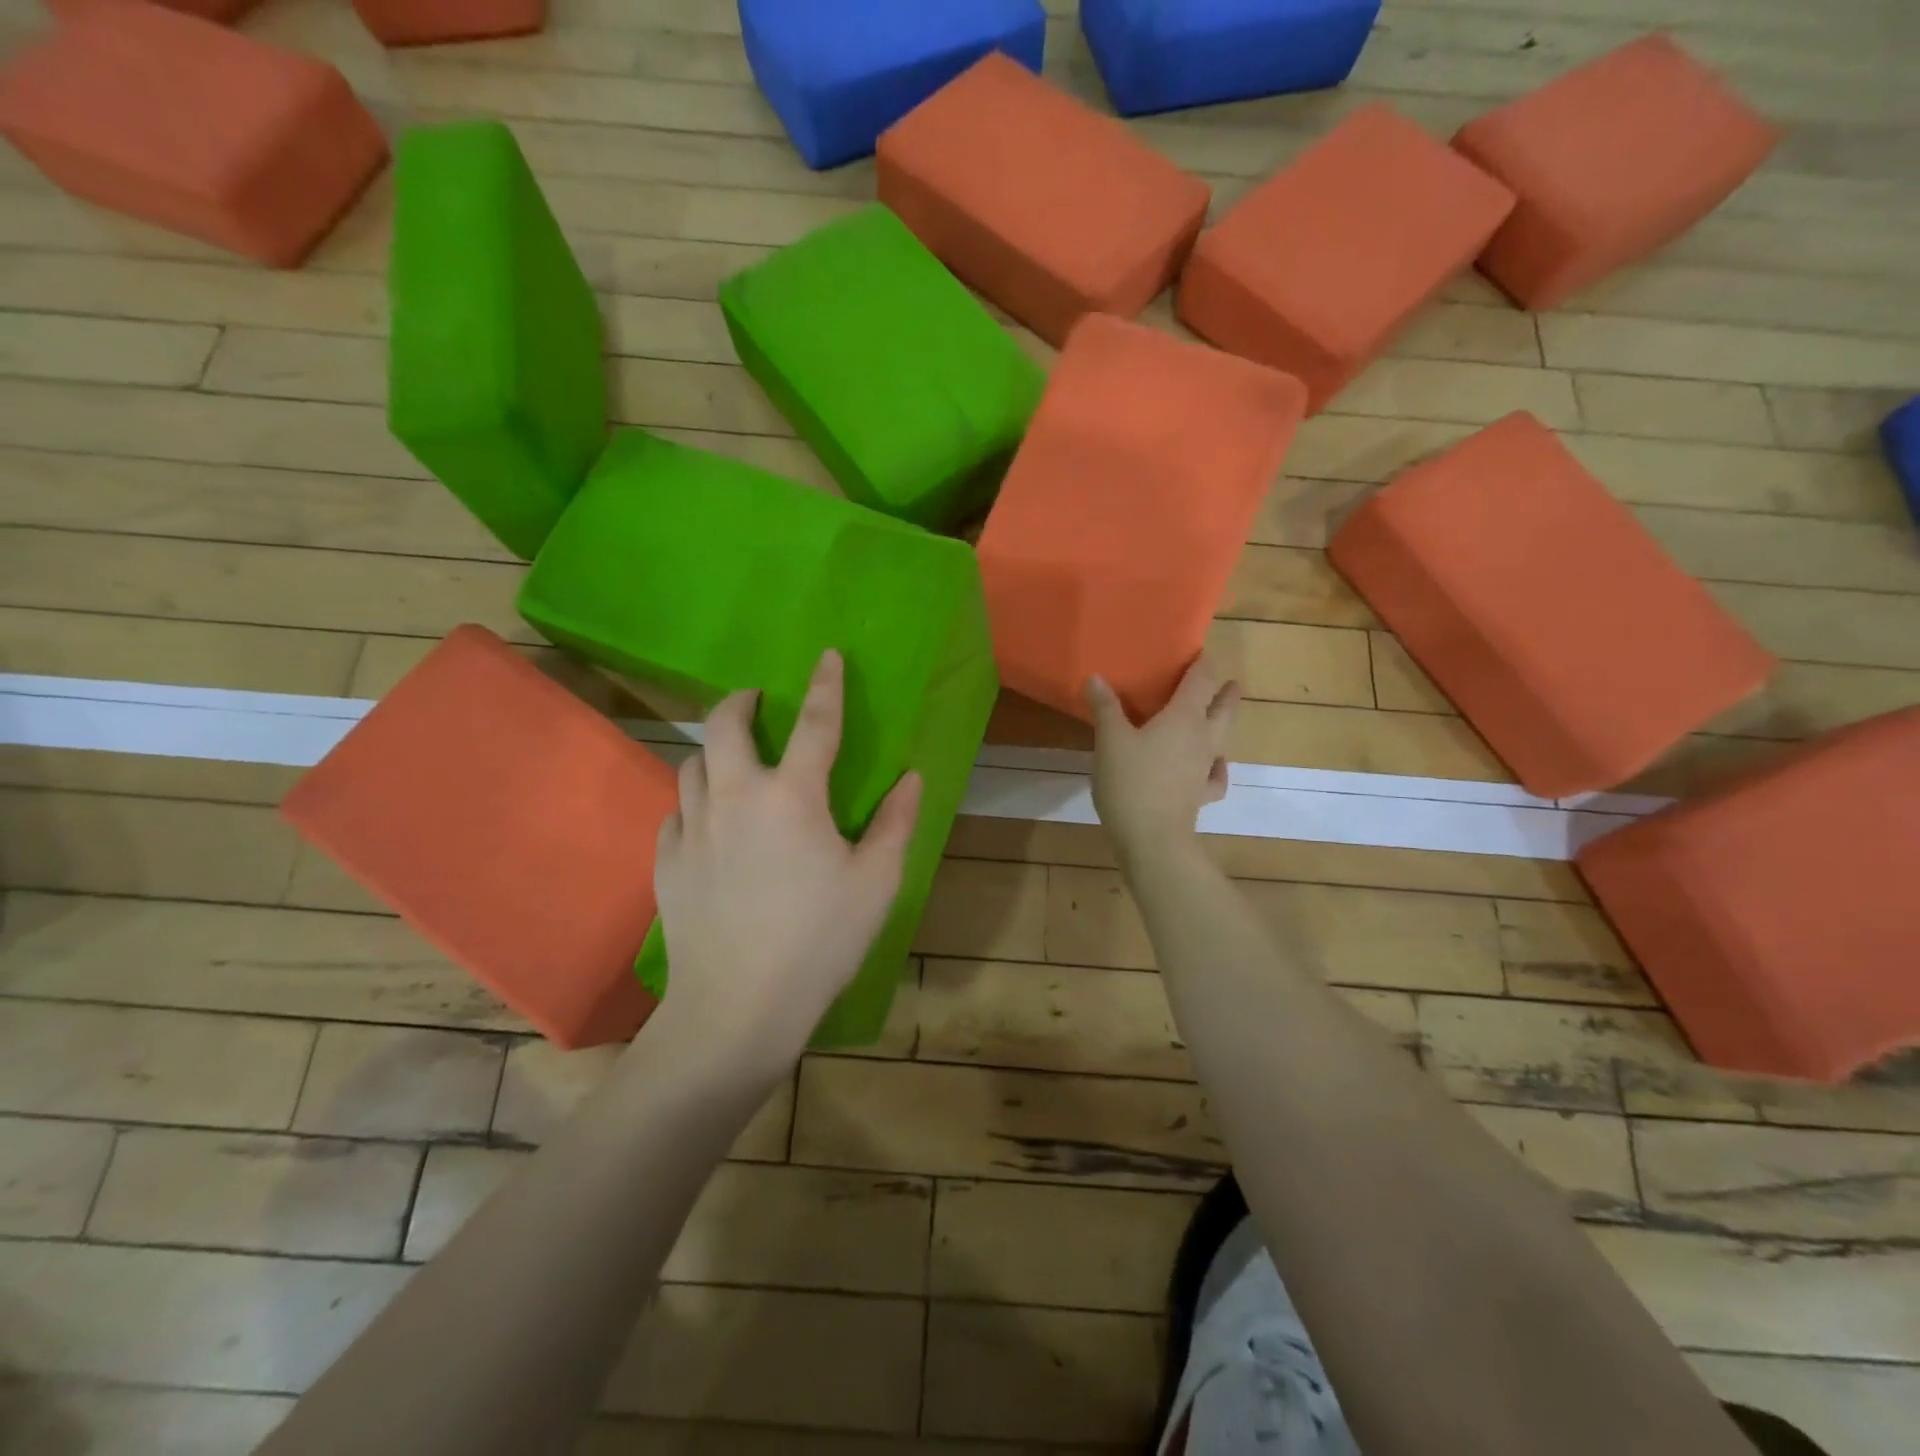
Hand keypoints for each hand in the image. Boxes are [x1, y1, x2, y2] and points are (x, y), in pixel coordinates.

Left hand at [651, 651, 921, 1077]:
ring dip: (714, 751)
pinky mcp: (667, 862)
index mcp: (792, 796)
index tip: (827, 656)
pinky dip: (695, 803)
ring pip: (692, 764)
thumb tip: (910, 777)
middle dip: (740, 701)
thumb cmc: (819, 941)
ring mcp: (693, 828)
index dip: (826, 685)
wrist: (737, 1007)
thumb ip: (895, 823)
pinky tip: (709, 824)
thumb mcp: (876, 883)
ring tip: (734, 762)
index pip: (815, 723)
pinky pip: (677, 813)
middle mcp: (735, 797)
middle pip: (724, 724)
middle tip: (756, 700)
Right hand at [1085, 658, 1239, 864]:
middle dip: (1225, 692)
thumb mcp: (1109, 740)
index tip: (1201, 653)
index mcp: (1183, 717)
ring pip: (1223, 738)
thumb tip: (1096, 678)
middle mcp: (1203, 737)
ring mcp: (1205, 768)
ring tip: (1217, 717)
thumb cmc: (1130, 781)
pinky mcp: (1201, 795)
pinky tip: (1212, 766)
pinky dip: (1216, 767)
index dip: (1203, 664)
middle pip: (1222, 708)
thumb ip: (1105, 707)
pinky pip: (1216, 776)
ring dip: (1222, 724)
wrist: (1152, 837)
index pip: (1201, 681)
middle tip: (1228, 683)